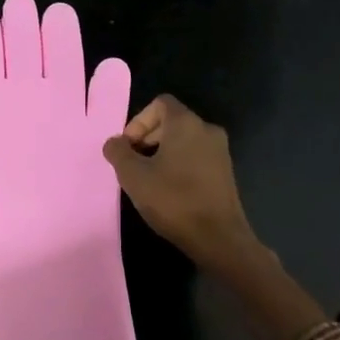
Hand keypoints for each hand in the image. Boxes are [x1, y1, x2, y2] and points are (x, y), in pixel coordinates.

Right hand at [102, 95, 259, 270]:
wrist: (217, 236)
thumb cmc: (173, 200)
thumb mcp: (133, 176)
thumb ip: (118, 153)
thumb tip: (114, 143)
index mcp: (186, 123)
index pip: (160, 103)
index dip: (138, 121)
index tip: (128, 147)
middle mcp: (207, 130)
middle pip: (171, 121)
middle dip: (147, 138)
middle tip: (133, 163)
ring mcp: (220, 151)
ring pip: (184, 140)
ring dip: (162, 153)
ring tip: (148, 179)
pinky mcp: (225, 171)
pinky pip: (196, 156)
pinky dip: (179, 164)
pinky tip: (168, 190)